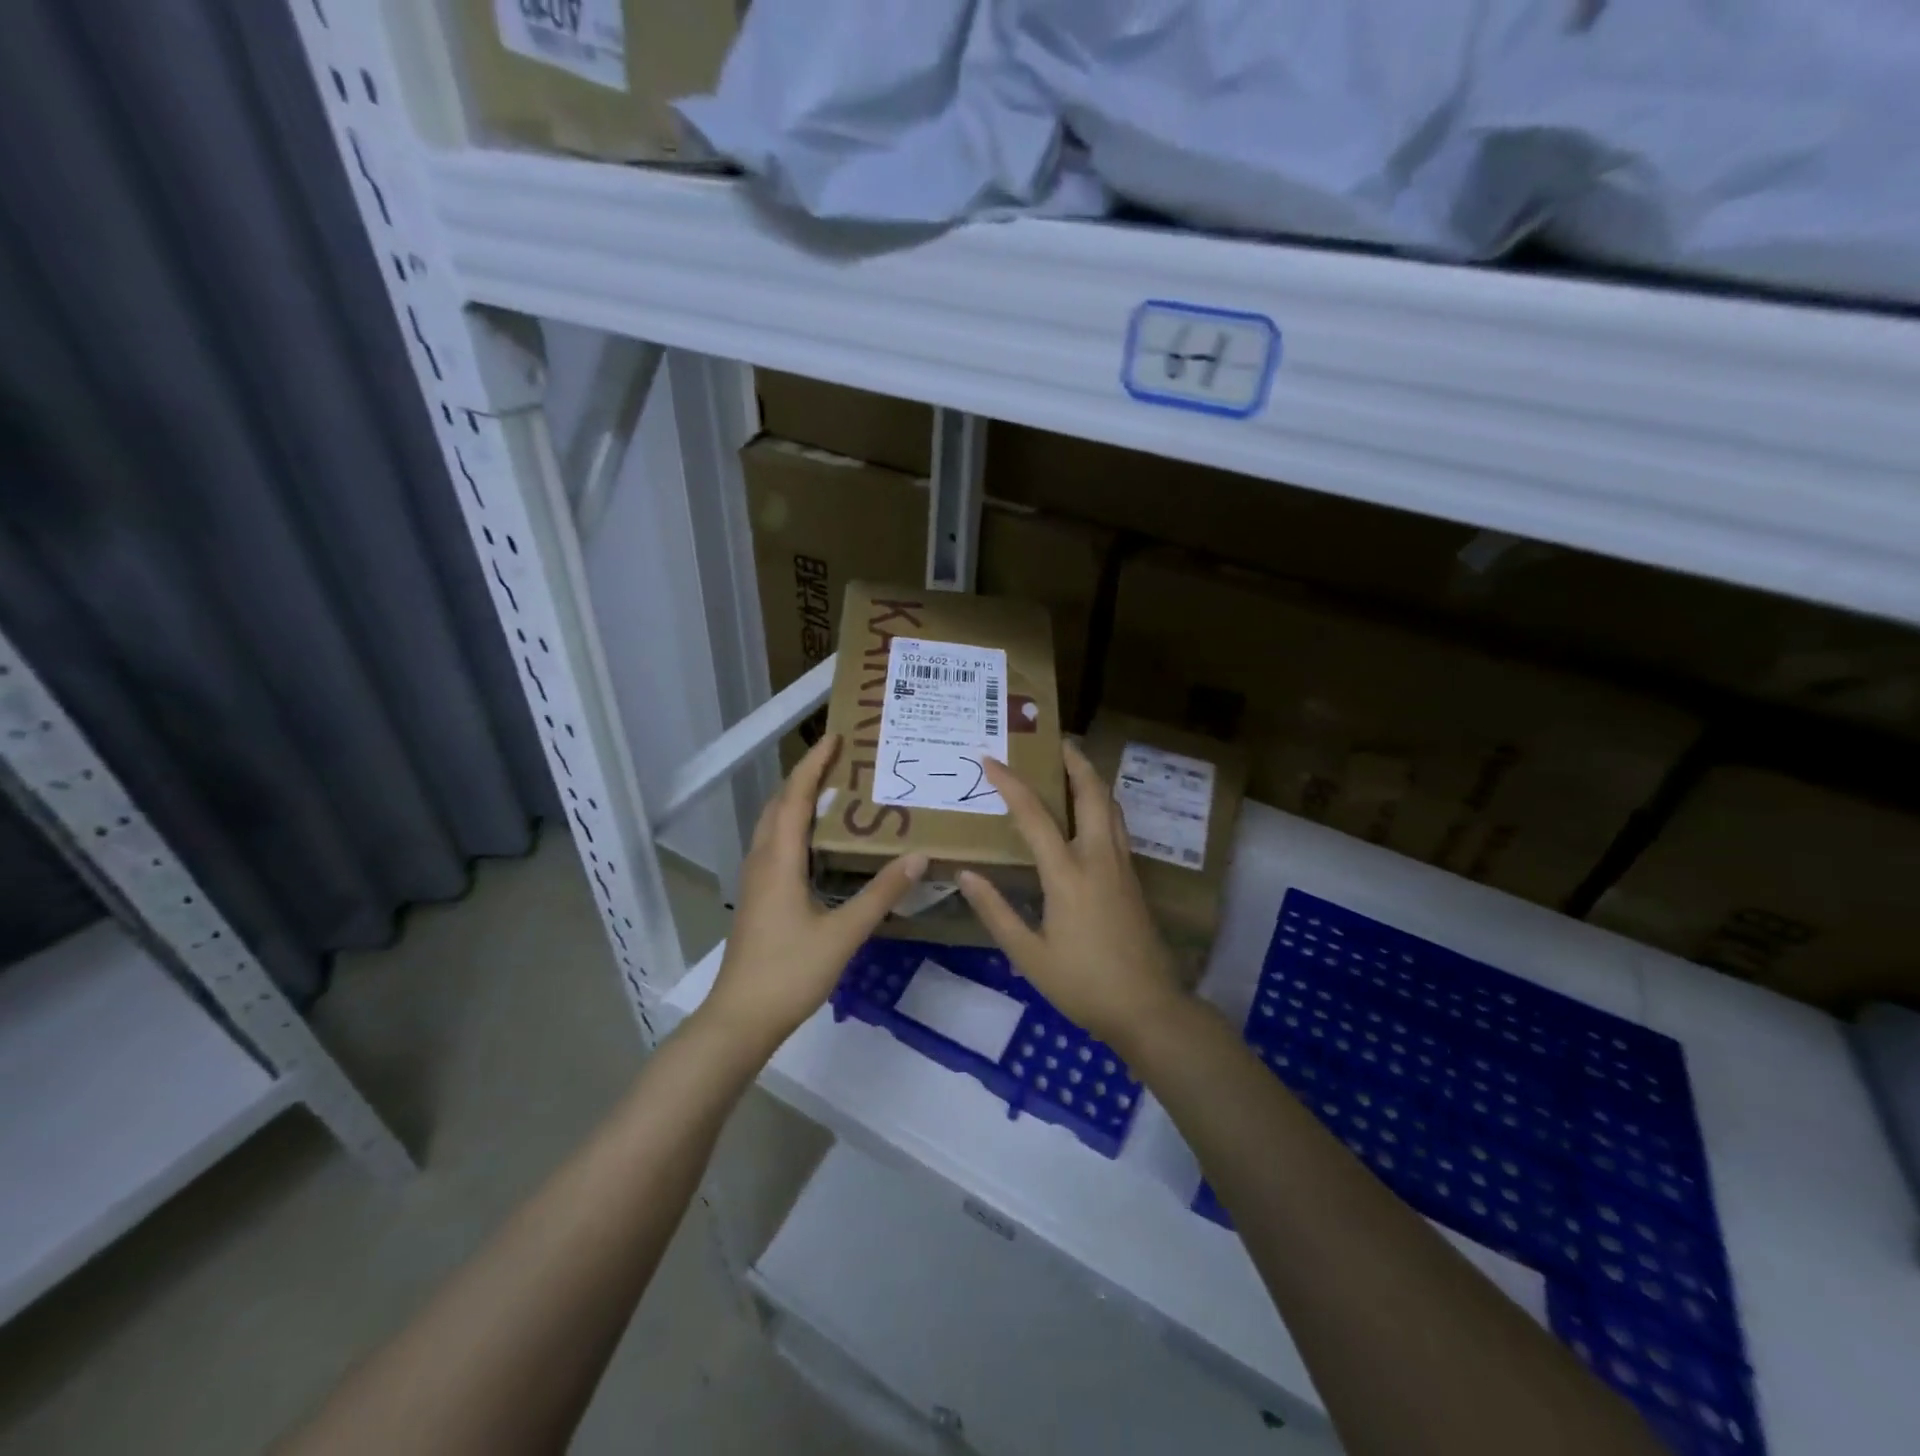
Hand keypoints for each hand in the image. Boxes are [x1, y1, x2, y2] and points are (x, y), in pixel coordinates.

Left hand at [701, 734, 927, 1048]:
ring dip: (796, 801)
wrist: (740, 1018)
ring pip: (772, 826)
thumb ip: (881, 893)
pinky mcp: (758, 898)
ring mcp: (755, 881)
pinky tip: (817, 844)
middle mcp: (762, 861)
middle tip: (840, 762)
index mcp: (779, 860)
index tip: (834, 737)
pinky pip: (774, 846)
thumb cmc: (790, 972)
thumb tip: (918, 856)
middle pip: (778, 805)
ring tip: (833, 794)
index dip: (813, 765)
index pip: (794, 798)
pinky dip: (793, 827)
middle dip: (805, 777)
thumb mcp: (843, 933)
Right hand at [957, 743, 1184, 1052]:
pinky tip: (1088, 814)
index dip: (1011, 783)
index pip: (1035, 815)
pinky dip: (1101, 804)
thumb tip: (966, 875)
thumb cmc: (1083, 984)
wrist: (1148, 1008)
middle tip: (1053, 740)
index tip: (990, 759)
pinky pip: (1117, 826)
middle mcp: (1099, 858)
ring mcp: (1122, 866)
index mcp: (1068, 874)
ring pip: (1111, 806)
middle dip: (1074, 760)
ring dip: (1092, 779)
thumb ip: (996, 911)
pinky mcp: (1133, 879)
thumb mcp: (1029, 955)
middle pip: (1093, 793)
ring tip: (1071, 765)